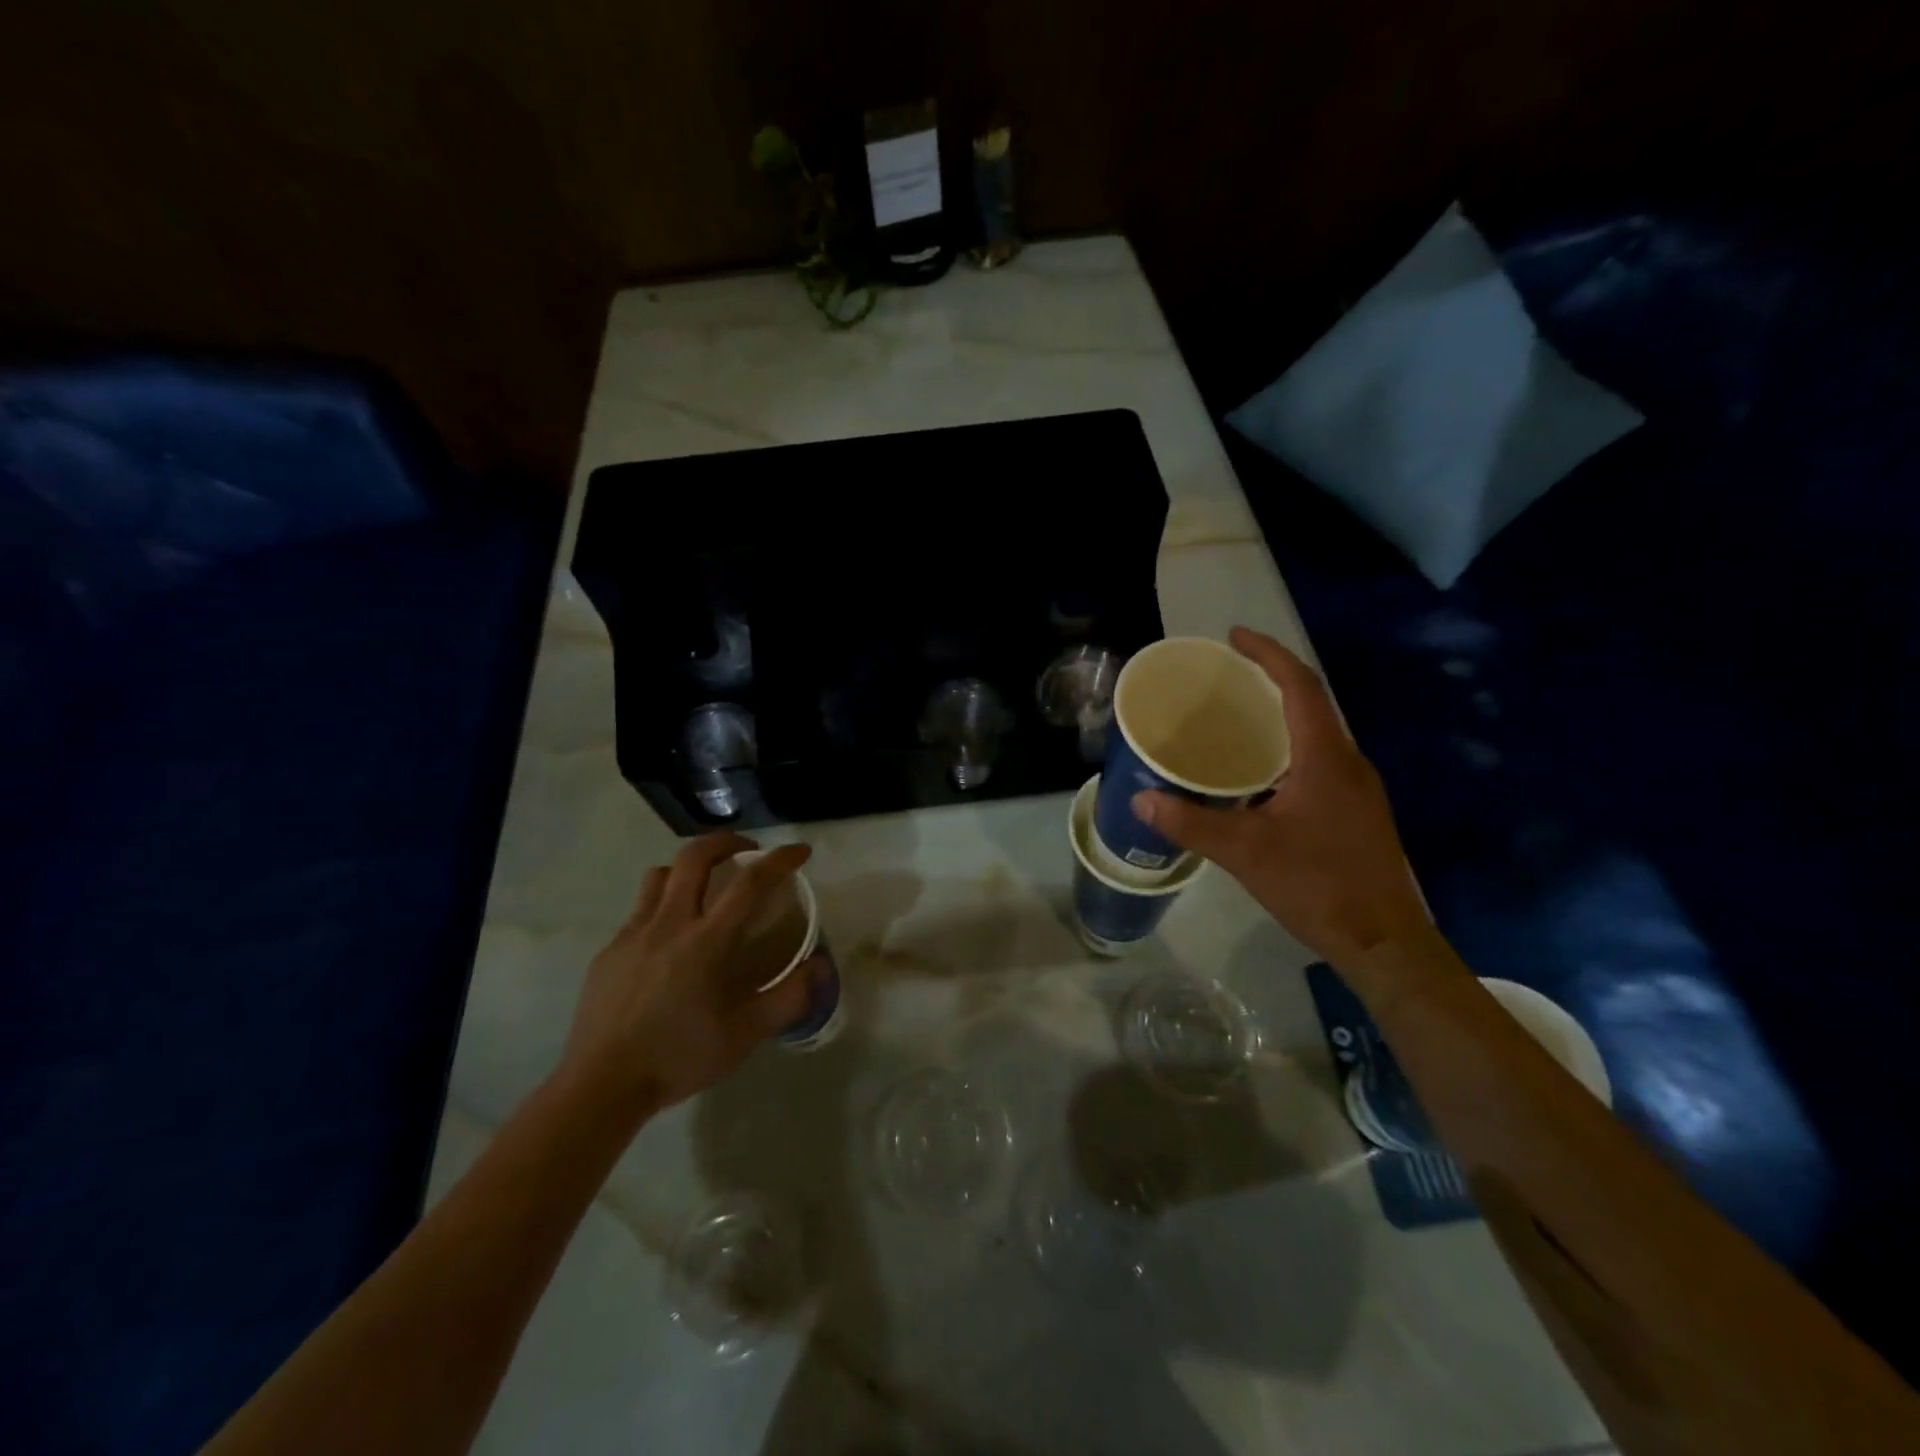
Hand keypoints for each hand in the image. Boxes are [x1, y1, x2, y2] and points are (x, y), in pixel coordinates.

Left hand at [558, 832, 821, 1120]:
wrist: (601, 1086)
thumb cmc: (680, 1057)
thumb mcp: (746, 1034)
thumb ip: (789, 997)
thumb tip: (821, 966)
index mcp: (707, 941)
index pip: (750, 882)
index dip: (780, 859)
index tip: (800, 851)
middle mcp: (670, 924)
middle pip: (696, 856)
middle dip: (727, 841)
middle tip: (748, 851)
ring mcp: (633, 934)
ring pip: (660, 875)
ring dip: (688, 869)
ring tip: (704, 887)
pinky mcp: (609, 950)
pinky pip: (639, 910)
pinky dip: (662, 906)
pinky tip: (669, 939)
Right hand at [1133, 626, 1428, 968]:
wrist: (1384, 942)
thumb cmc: (1318, 886)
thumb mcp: (1245, 852)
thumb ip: (1191, 823)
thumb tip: (1141, 801)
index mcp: (1325, 758)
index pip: (1300, 686)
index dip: (1268, 654)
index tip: (1234, 637)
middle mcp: (1347, 762)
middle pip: (1311, 702)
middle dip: (1271, 679)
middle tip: (1227, 675)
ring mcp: (1358, 788)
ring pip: (1316, 734)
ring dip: (1280, 715)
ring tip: (1236, 717)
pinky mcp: (1356, 812)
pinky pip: (1318, 761)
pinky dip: (1286, 749)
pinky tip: (1257, 776)